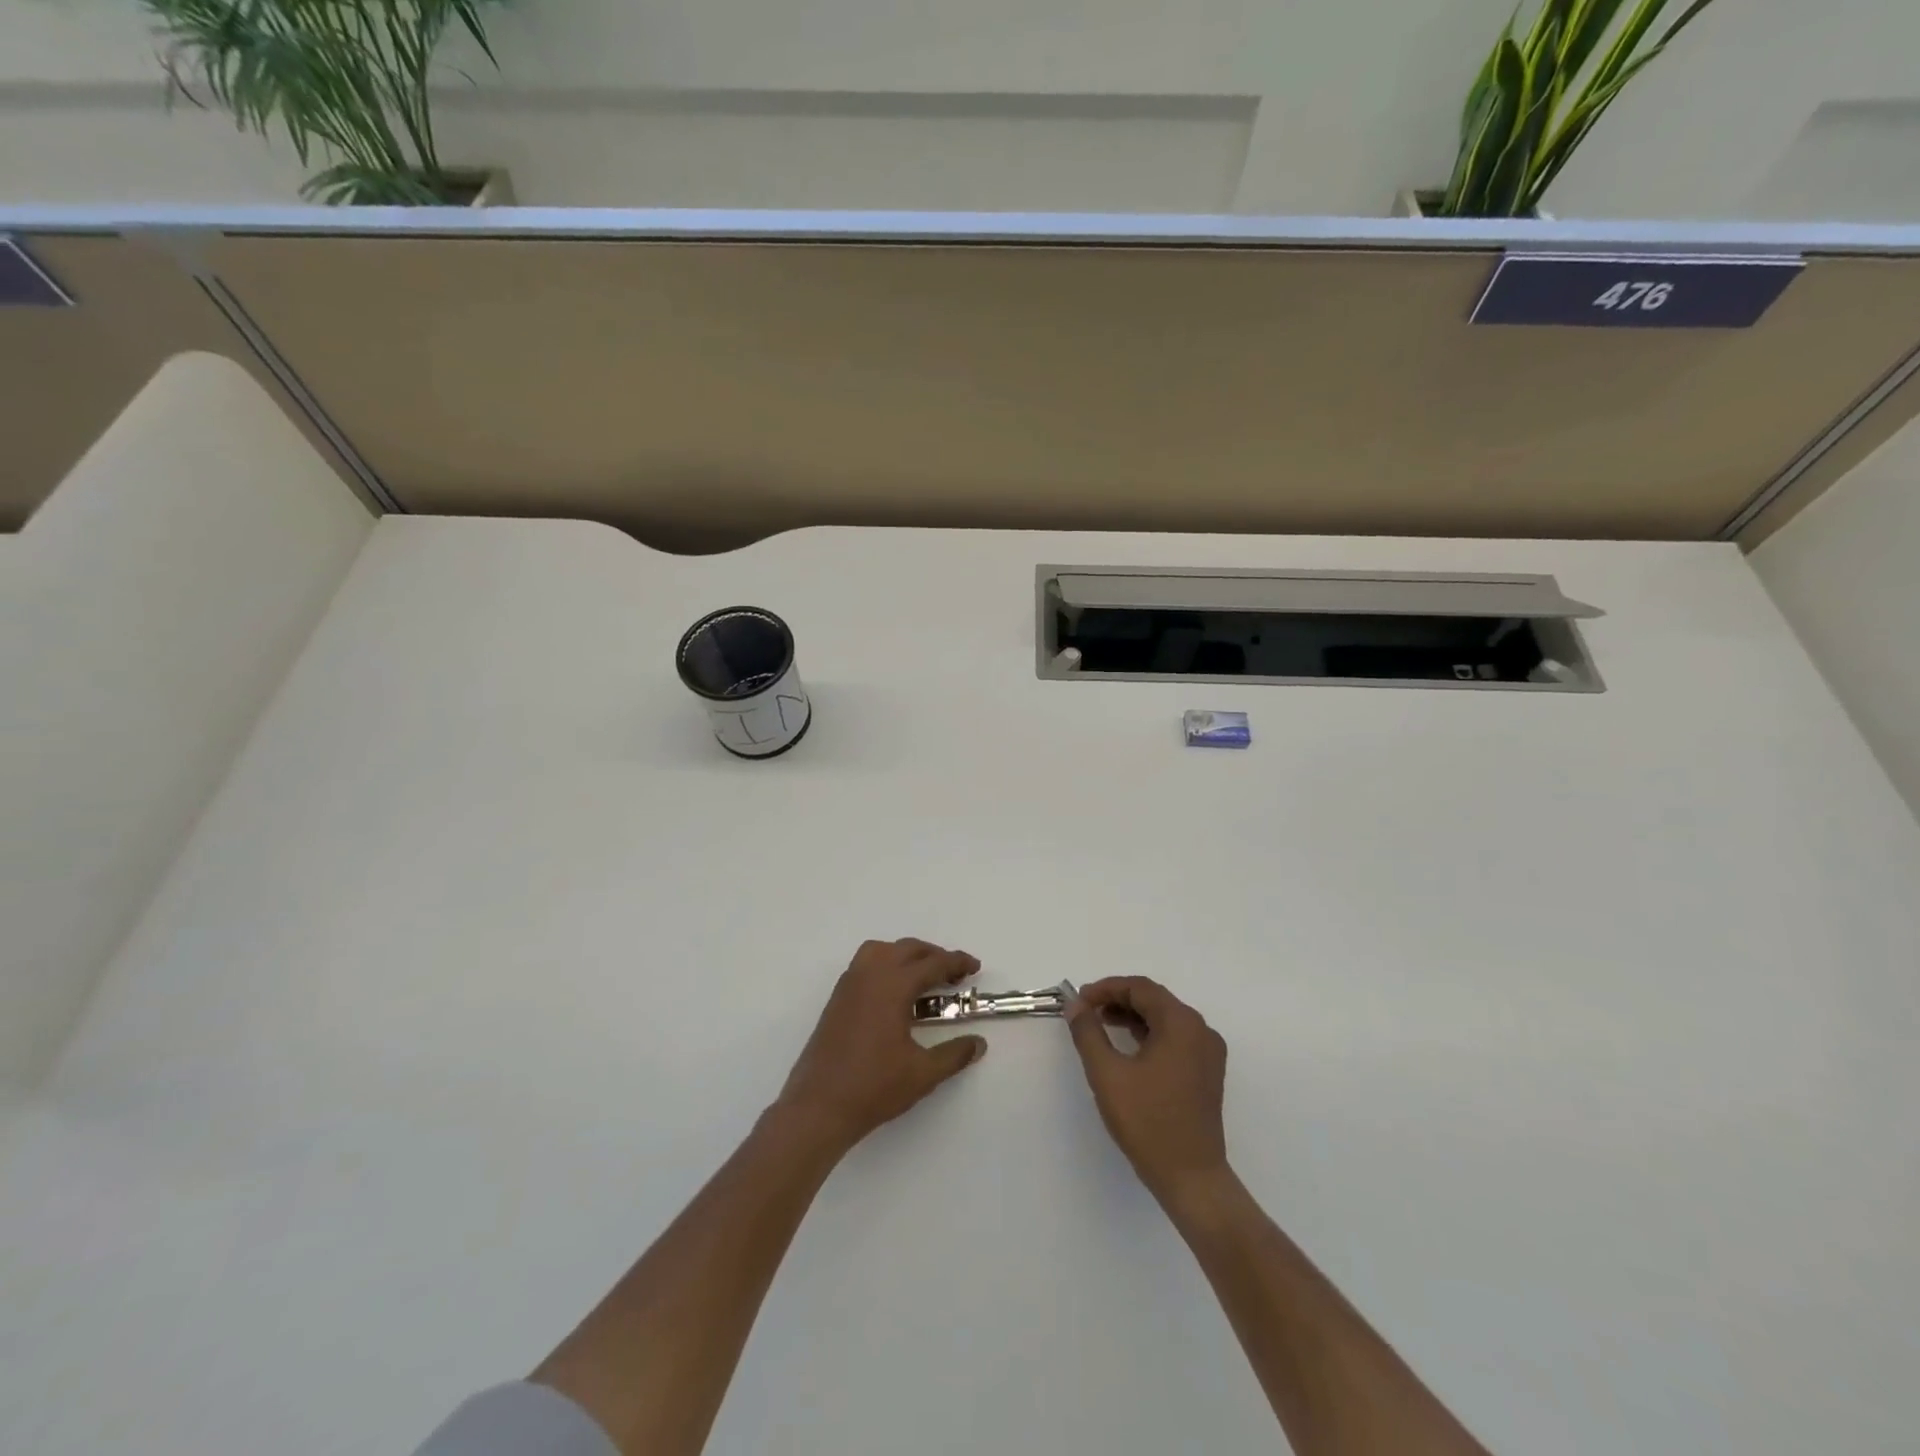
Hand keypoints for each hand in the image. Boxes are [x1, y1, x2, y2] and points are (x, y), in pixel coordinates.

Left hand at [774, 939, 987, 1154]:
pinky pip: (865, 964)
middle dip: (934, 956)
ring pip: (882, 950)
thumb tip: (978, 1043)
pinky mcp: (837, 998)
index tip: (975, 968)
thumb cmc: (873, 1087)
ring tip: (923, 978)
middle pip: (908, 949)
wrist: (818, 1106)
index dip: (957, 963)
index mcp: (892, 986)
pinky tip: (894, 993)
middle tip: (954, 976)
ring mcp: (849, 984)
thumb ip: (954, 1054)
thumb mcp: (923, 1074)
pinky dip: (886, 965)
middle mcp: (870, 975)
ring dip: (906, 956)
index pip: (932, 964)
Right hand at [1067, 976, 1229, 1203]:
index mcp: (1181, 1023)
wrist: (1191, 1178)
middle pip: (1155, 1000)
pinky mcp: (1207, 1073)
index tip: (1078, 1000)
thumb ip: (1088, 1032)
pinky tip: (1127, 1047)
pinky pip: (1175, 1039)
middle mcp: (1201, 1030)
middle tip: (1086, 1011)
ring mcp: (1208, 1053)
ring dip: (1132, 1017)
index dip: (1106, 988)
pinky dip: (1149, 1035)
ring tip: (1101, 1025)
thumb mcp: (1107, 1073)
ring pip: (1165, 1019)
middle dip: (1118, 1000)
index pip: (1140, 988)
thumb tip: (1075, 1005)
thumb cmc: (1147, 1121)